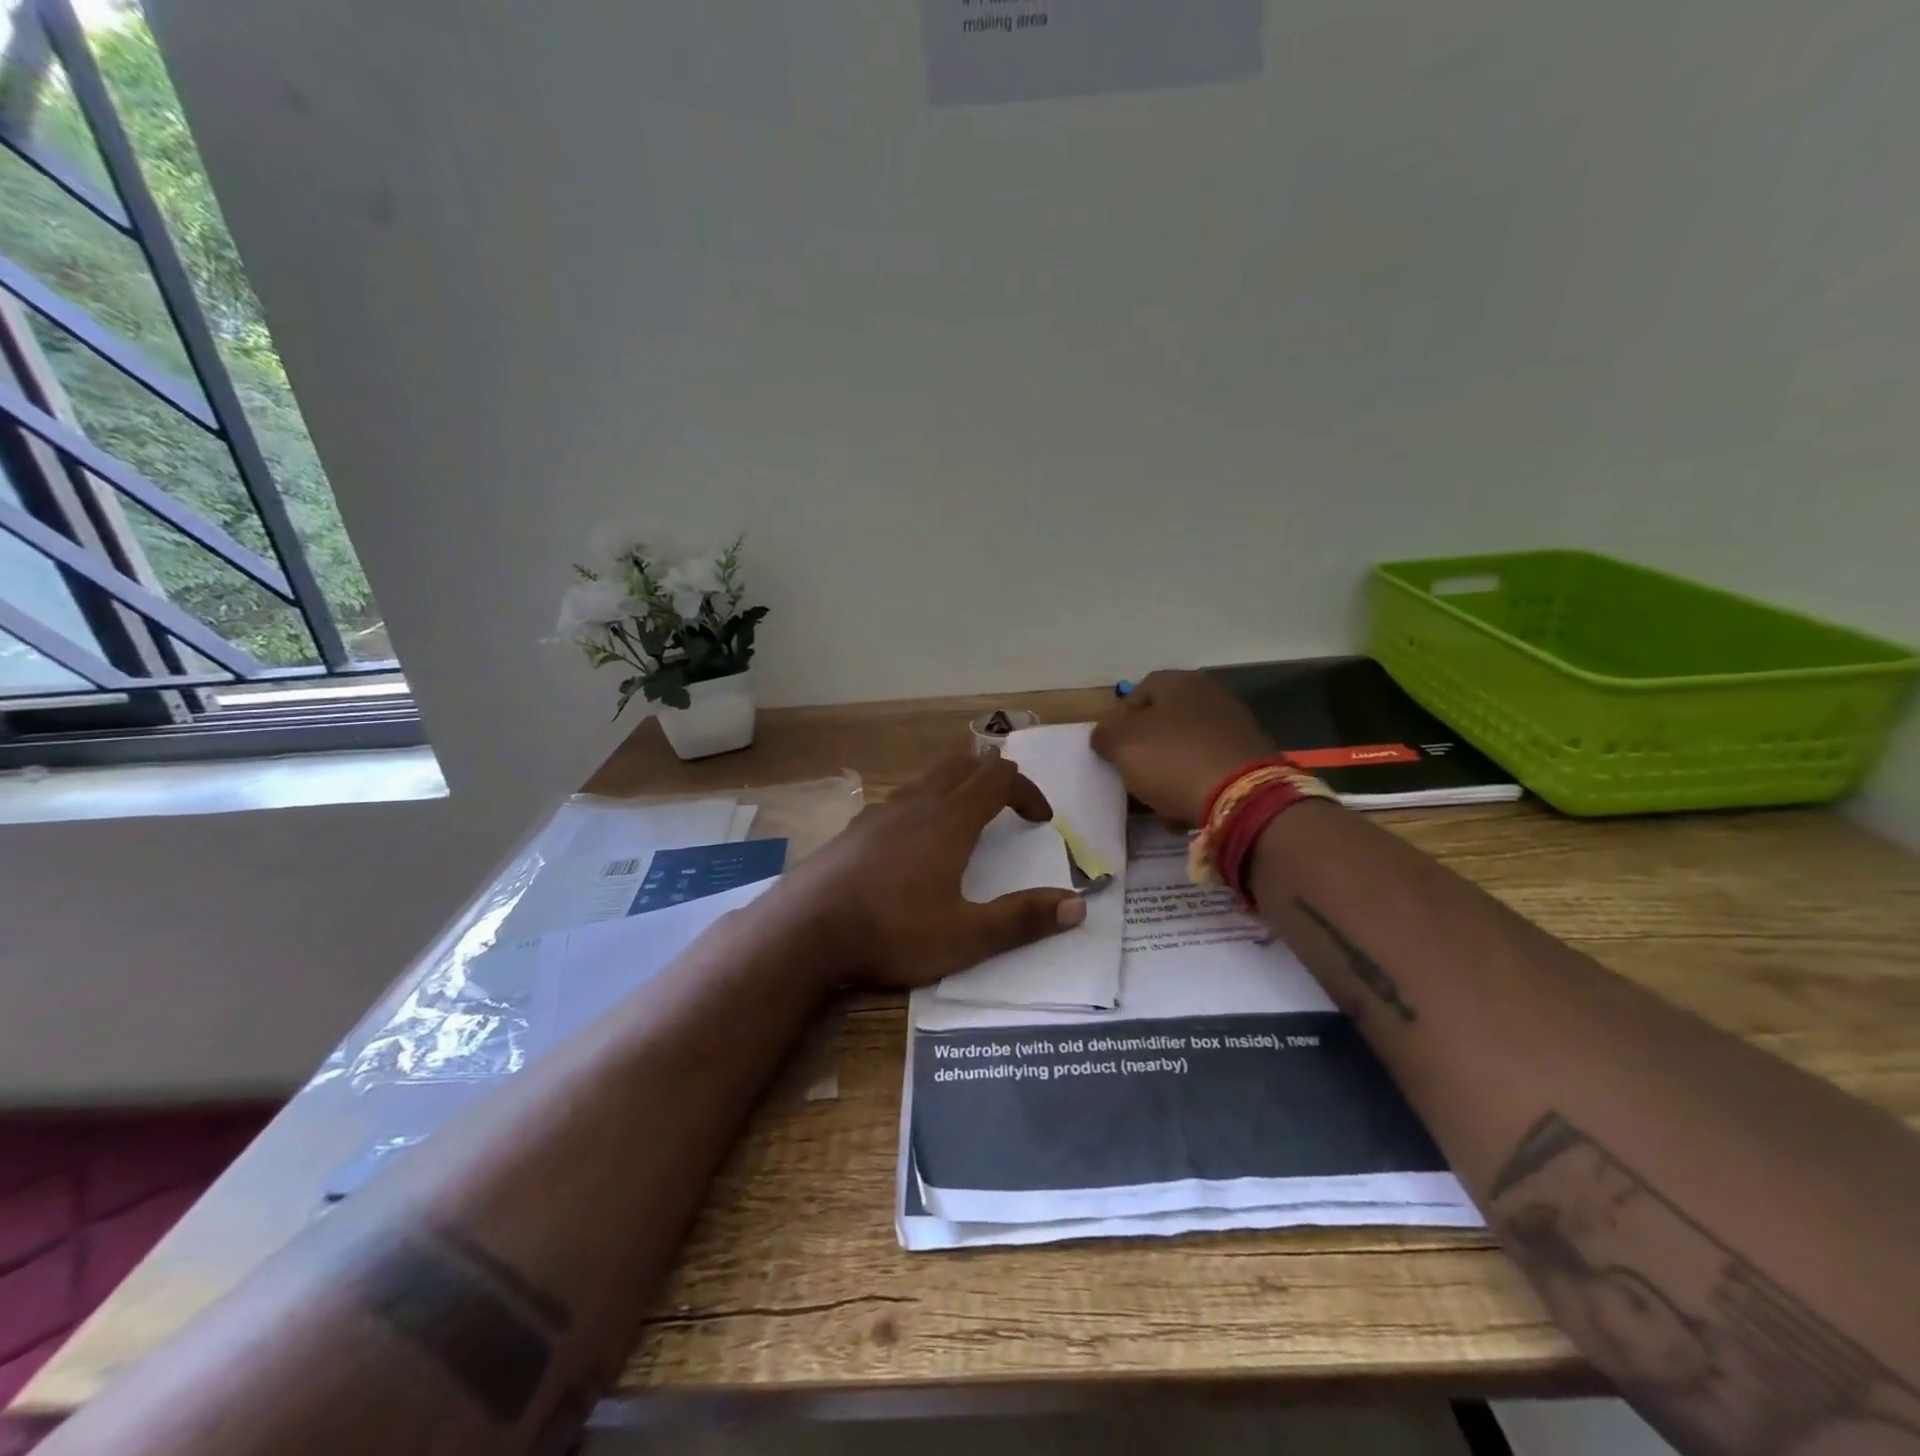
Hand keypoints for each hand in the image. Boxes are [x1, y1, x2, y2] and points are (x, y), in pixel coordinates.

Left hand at [772, 752, 1086, 988]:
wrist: (806, 929)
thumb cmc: (892, 931)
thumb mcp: (966, 937)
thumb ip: (1022, 919)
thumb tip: (1077, 905)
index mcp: (950, 820)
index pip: (999, 778)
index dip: (1027, 790)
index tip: (1041, 820)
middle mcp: (917, 803)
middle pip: (963, 765)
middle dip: (993, 777)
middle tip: (1009, 805)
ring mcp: (880, 812)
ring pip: (928, 779)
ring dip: (956, 788)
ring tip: (966, 820)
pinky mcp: (855, 829)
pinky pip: (899, 799)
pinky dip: (922, 804)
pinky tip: (912, 842)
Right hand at [1091, 670, 1275, 824]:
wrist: (1243, 797)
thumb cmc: (1173, 760)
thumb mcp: (1121, 745)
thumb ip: (1104, 735)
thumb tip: (1105, 735)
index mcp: (1180, 682)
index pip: (1138, 692)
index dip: (1119, 720)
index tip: (1111, 749)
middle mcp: (1211, 695)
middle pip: (1164, 720)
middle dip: (1146, 747)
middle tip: (1132, 773)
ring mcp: (1235, 726)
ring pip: (1186, 746)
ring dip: (1169, 769)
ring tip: (1157, 798)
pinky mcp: (1250, 757)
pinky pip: (1209, 768)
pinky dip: (1195, 783)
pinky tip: (1185, 806)